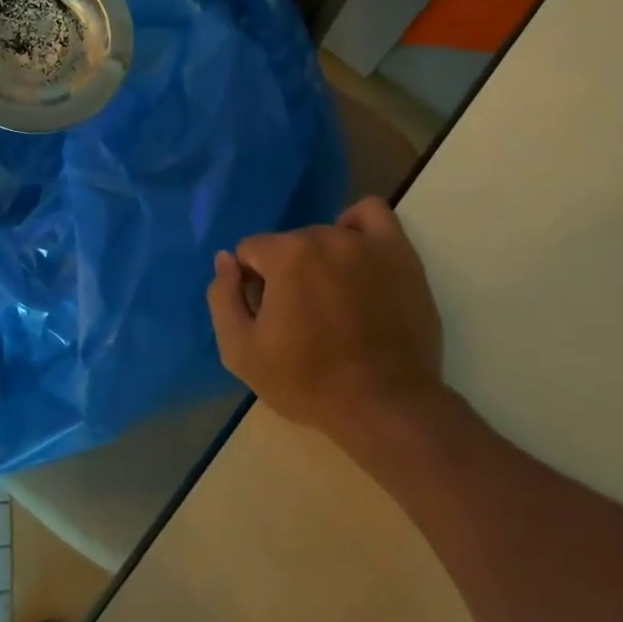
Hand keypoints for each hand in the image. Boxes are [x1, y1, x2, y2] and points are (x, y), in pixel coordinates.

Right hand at [207, 197, 447, 446]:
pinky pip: (371, 215)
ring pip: (324, 235)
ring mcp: (366, 243)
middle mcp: (325, 237)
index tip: (267, 317)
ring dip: (318, 259)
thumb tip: (225, 260)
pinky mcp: (400, 255)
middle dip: (285, 273)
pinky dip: (356, 227)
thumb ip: (222, 298)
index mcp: (285, 256)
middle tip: (300, 317)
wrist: (385, 406)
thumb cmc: (308, 382)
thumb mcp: (241, 352)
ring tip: (330, 298)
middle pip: (288, 244)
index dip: (251, 284)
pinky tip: (353, 256)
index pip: (250, 251)